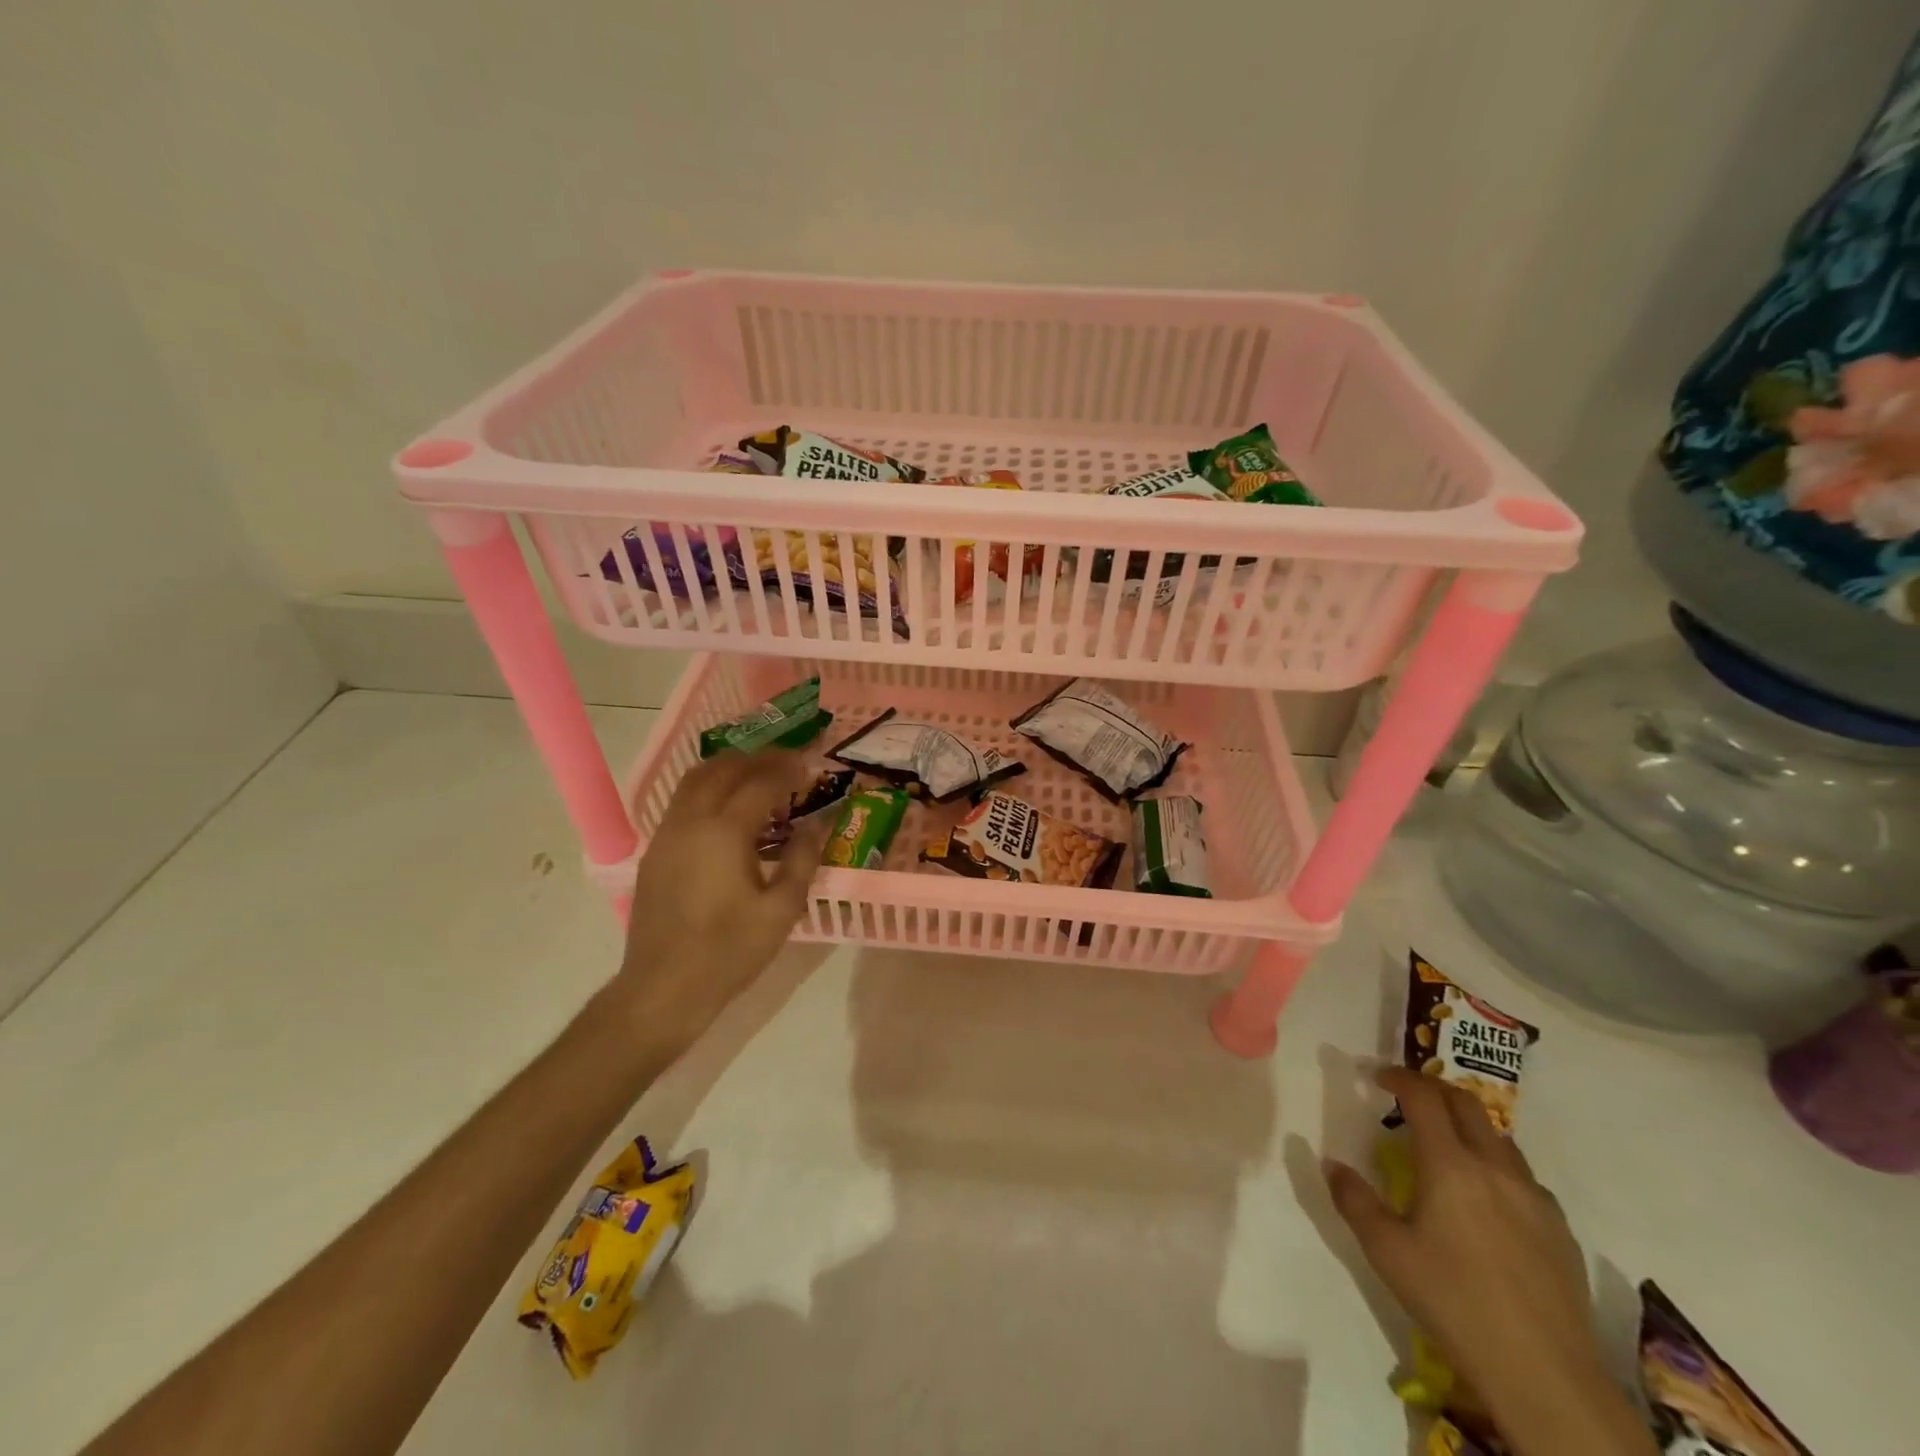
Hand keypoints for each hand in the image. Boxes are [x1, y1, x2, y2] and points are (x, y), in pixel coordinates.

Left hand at [611, 752, 824, 1051]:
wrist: (663, 988)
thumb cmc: (730, 951)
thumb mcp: (782, 909)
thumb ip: (802, 859)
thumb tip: (817, 824)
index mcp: (724, 831)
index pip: (761, 782)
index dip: (789, 770)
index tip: (813, 765)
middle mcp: (691, 820)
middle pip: (724, 769)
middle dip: (759, 760)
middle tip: (789, 764)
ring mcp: (667, 833)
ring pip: (696, 779)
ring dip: (730, 769)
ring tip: (759, 777)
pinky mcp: (655, 850)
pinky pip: (683, 801)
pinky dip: (710, 789)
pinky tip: (729, 810)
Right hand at [1325, 1068, 1654, 1455]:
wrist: (1545, 1376)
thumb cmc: (1453, 1303)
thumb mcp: (1385, 1251)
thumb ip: (1354, 1199)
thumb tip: (1332, 1164)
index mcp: (1450, 1165)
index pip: (1424, 1097)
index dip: (1399, 1078)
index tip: (1378, 1077)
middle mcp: (1495, 1169)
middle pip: (1467, 1105)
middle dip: (1434, 1090)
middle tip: (1409, 1098)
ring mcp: (1535, 1199)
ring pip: (1500, 1139)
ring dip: (1468, 1127)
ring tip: (1447, 1148)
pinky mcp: (1560, 1231)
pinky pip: (1524, 1178)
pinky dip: (1498, 1167)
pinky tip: (1488, 1201)